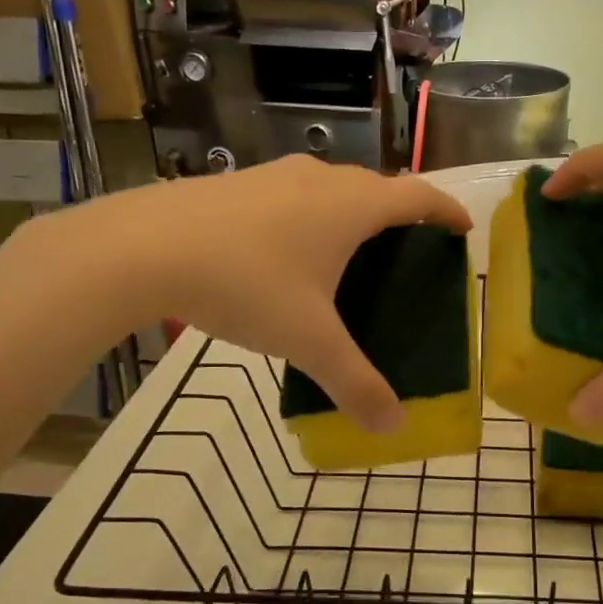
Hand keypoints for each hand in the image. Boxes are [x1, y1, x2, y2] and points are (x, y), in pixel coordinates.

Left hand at [12, 157, 471, 432]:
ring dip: (350, 211)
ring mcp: (272, 176)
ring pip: (329, 187)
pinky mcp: (233, 184)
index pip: (417, 196)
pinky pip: (290, 195)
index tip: (462, 229)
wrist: (140, 248)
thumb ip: (355, 383)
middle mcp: (318, 180)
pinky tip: (282, 253)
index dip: (446, 210)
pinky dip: (307, 216)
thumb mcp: (308, 341)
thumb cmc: (245, 285)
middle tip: (406, 249)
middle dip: (399, 213)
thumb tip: (394, 427)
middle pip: (375, 187)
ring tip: (348, 251)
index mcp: (351, 206)